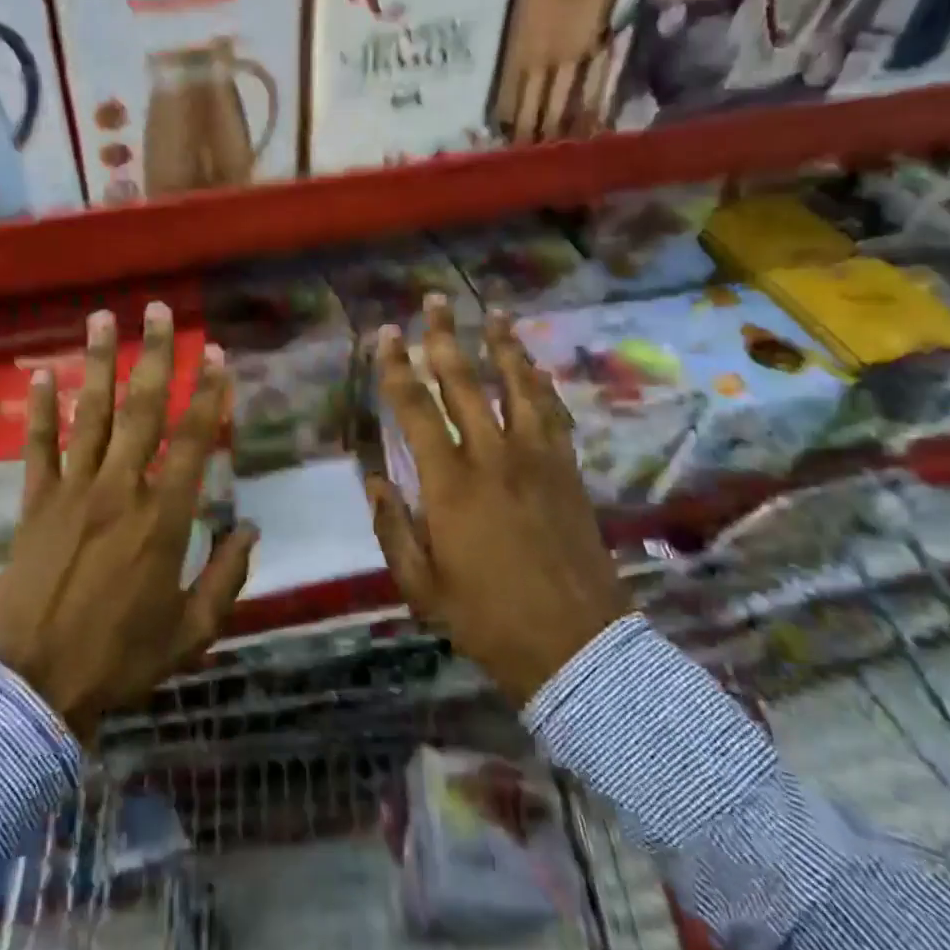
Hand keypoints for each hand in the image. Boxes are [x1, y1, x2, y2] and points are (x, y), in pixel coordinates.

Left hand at [0, 302, 257, 740]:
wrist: (37, 686)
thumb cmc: (122, 658)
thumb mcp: (191, 630)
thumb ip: (226, 577)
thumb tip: (250, 530)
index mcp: (164, 518)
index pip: (193, 440)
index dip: (208, 393)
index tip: (215, 355)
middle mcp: (120, 490)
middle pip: (142, 411)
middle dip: (155, 356)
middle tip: (158, 311)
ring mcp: (71, 492)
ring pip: (90, 416)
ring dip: (98, 363)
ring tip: (103, 319)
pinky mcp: (32, 504)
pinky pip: (37, 448)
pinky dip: (40, 410)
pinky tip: (42, 374)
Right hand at [365, 297, 626, 705]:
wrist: (576, 646)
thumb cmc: (487, 619)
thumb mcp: (421, 585)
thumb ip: (393, 528)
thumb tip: (373, 480)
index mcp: (450, 484)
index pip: (416, 409)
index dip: (398, 368)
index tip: (388, 335)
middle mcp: (492, 457)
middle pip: (465, 383)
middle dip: (445, 338)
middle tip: (435, 302)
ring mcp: (537, 460)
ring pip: (517, 387)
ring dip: (502, 347)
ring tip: (492, 314)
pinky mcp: (568, 471)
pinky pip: (553, 414)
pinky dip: (540, 384)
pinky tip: (533, 368)